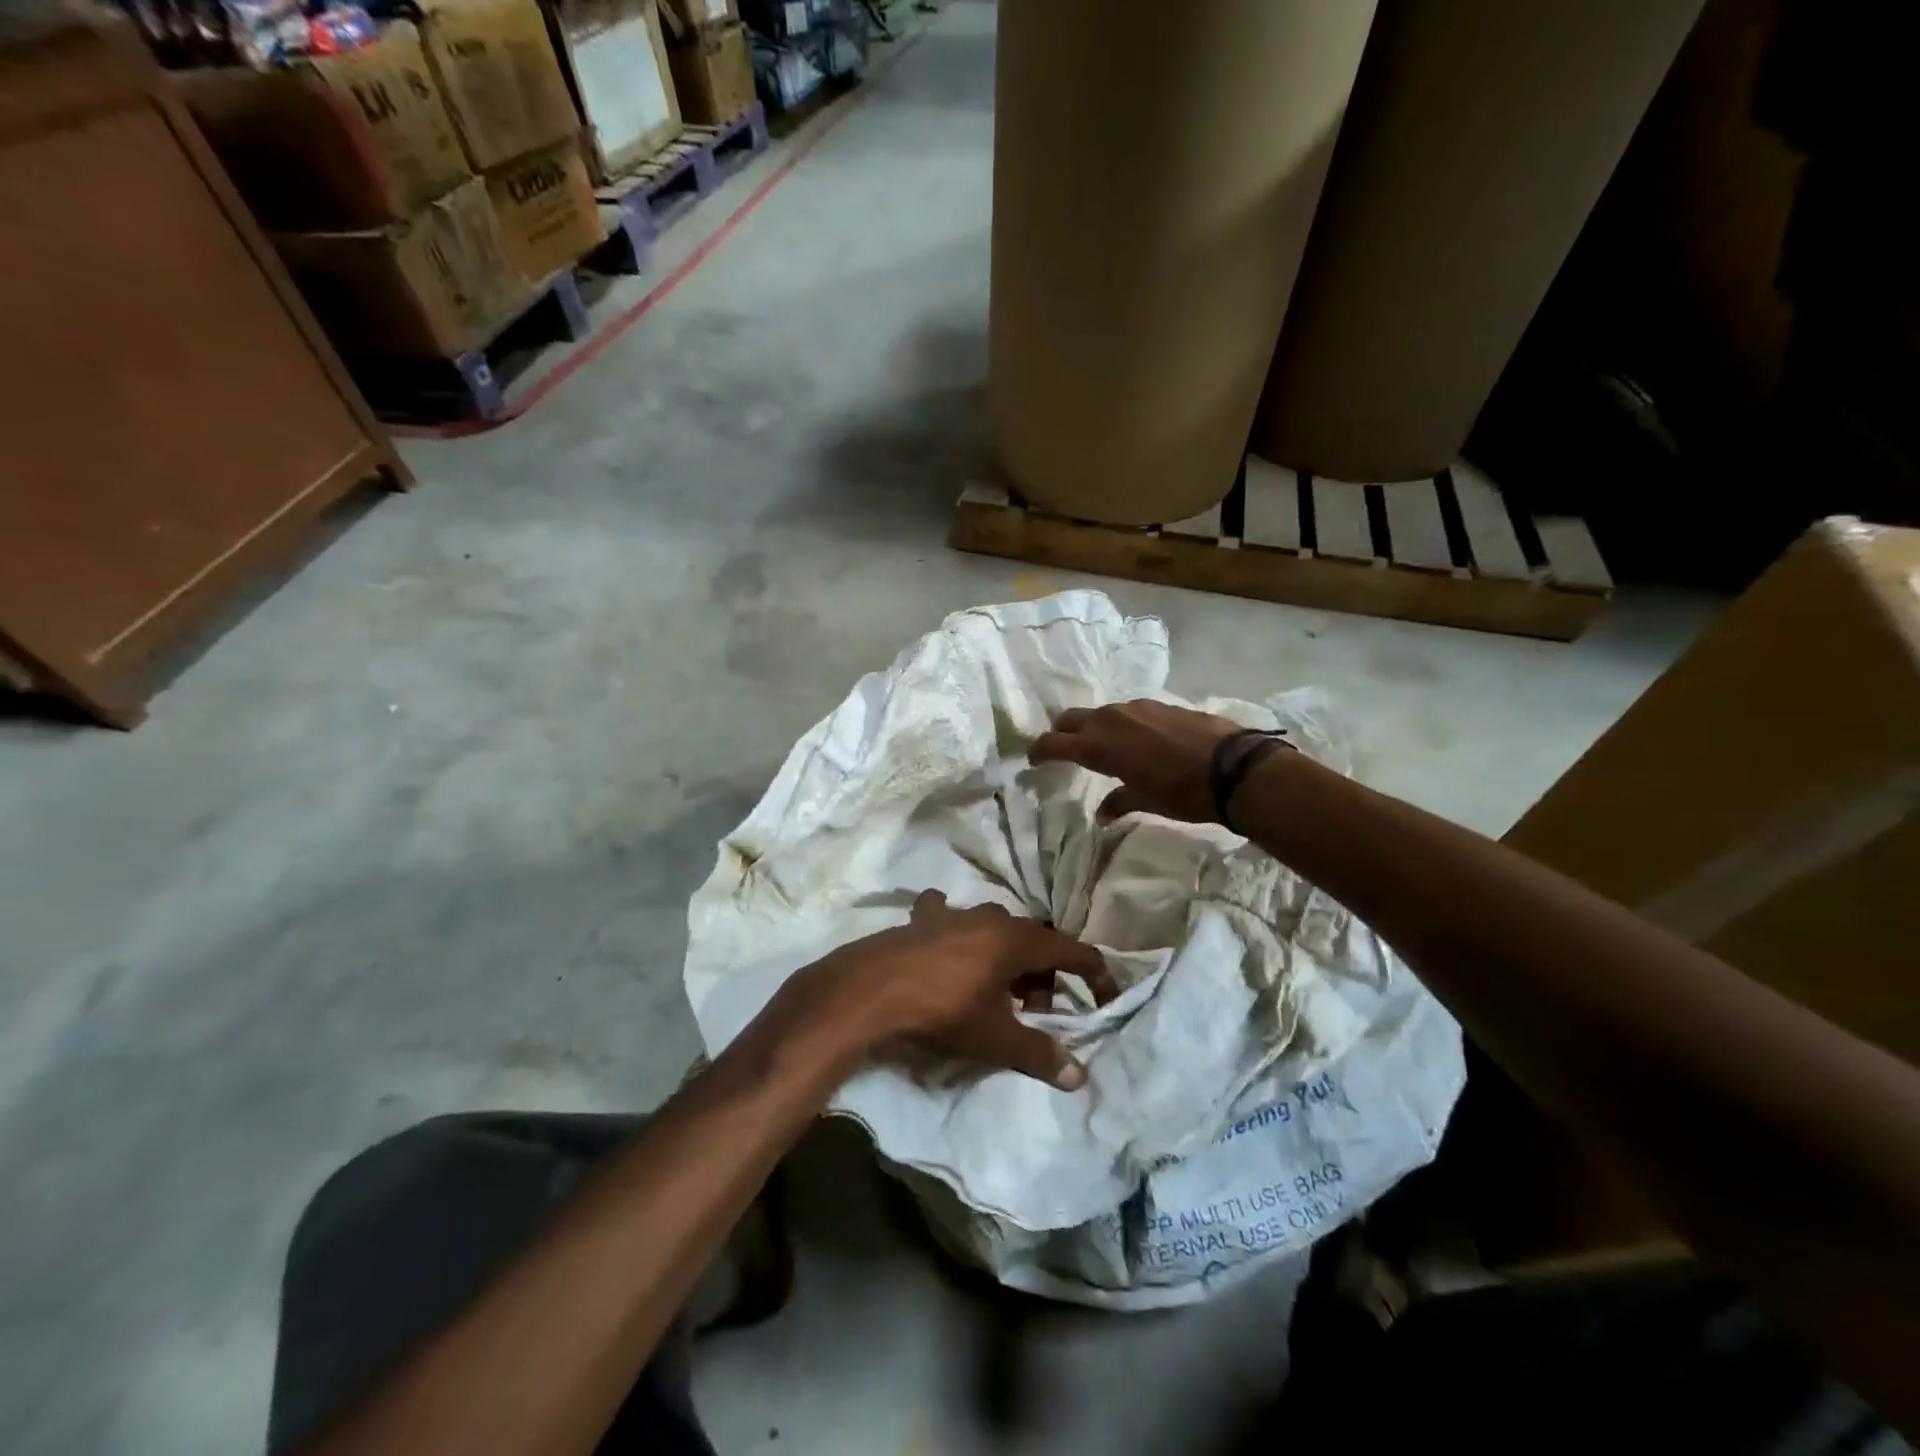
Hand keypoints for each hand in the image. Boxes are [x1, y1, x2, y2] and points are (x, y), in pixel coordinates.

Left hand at [784, 891, 1116, 1089]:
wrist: (871, 990)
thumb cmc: (943, 1011)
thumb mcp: (996, 1038)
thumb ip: (1040, 1054)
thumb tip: (1080, 1076)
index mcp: (1017, 941)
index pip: (1072, 951)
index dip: (1095, 974)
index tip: (1106, 997)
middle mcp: (991, 918)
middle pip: (1034, 942)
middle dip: (1045, 975)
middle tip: (1040, 1012)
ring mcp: (954, 915)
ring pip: (995, 931)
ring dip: (1006, 958)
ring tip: (999, 992)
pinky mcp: (922, 920)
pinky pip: (948, 918)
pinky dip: (957, 931)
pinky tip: (949, 944)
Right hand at [1029, 700, 1247, 824]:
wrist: (1235, 767)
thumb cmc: (1184, 792)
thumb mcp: (1147, 801)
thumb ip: (1119, 802)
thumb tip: (1102, 815)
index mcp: (1099, 746)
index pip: (1054, 743)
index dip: (1039, 751)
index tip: (1032, 759)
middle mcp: (1111, 720)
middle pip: (1071, 719)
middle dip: (1061, 733)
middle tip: (1060, 749)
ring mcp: (1136, 708)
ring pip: (1100, 713)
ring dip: (1092, 727)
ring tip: (1099, 745)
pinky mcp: (1158, 704)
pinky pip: (1126, 712)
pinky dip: (1119, 724)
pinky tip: (1134, 739)